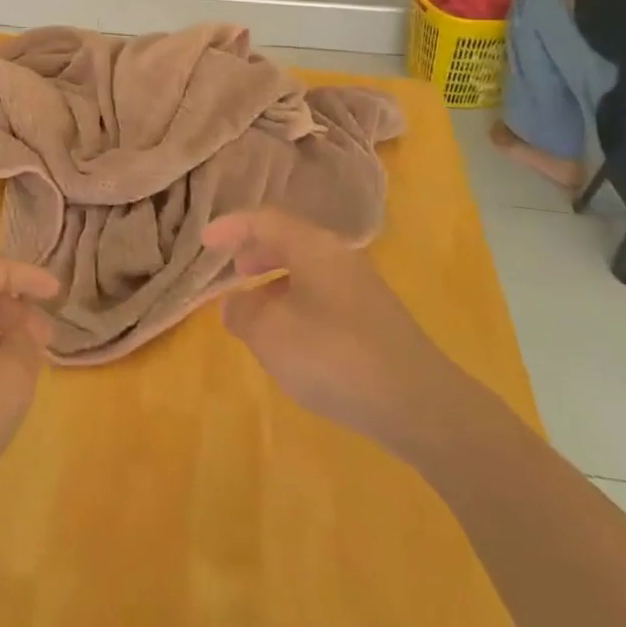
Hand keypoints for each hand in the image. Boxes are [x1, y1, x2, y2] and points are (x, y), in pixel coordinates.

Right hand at [202, 208, 465, 459]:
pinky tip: (294, 338)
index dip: (231, 227)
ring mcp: (362, 287)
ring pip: (308, 268)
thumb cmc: (335, 356)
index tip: (205, 242)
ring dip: (276, 280)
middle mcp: (340, 256)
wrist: (421, 406)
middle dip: (257, 250)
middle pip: (290, 239)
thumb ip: (243, 312)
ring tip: (257, 308)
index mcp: (313, 247)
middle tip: (233, 269)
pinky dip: (297, 301)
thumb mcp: (271, 334)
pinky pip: (323, 293)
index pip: (264, 220)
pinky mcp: (376, 319)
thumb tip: (236, 303)